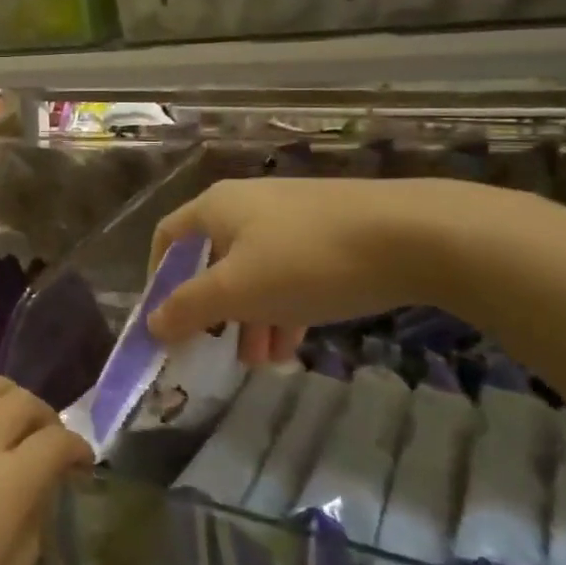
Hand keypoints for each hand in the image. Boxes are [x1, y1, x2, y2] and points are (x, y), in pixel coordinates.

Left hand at [0, 376, 91, 564]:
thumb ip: (29, 533)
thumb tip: (35, 495)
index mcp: (9, 482)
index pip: (57, 444)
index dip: (77, 448)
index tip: (81, 461)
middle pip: (21, 403)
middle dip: (45, 416)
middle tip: (47, 436)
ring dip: (2, 396)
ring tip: (2, 416)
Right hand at [147, 177, 460, 358]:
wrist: (414, 234)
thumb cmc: (306, 260)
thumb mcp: (238, 291)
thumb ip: (188, 308)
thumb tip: (151, 324)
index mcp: (217, 207)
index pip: (168, 237)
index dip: (158, 278)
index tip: (165, 319)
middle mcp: (249, 204)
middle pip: (213, 260)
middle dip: (213, 310)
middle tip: (218, 350)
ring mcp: (293, 216)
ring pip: (255, 271)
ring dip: (250, 317)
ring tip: (262, 360)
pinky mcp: (331, 232)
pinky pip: (291, 272)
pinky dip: (283, 307)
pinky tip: (295, 343)